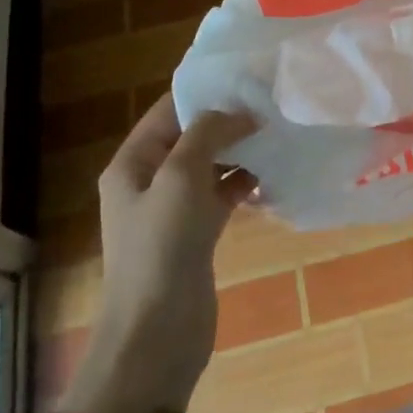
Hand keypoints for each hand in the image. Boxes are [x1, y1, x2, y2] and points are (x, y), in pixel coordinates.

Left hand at [64, 95, 256, 412]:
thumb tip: (239, 113)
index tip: (249, 79)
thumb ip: (208, 133)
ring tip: (279, 136)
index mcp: (133, 162)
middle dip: (229, 121)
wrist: (157, 333)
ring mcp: (173, 209)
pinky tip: (274, 177)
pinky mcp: (196, 234)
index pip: (169, 111)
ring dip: (241, 151)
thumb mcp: (180, 177)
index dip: (206, 93)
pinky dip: (245, 183)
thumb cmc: (161, 247)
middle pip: (192, 136)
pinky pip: (222, 195)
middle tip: (273, 106)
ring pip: (211, 165)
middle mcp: (150, 180)